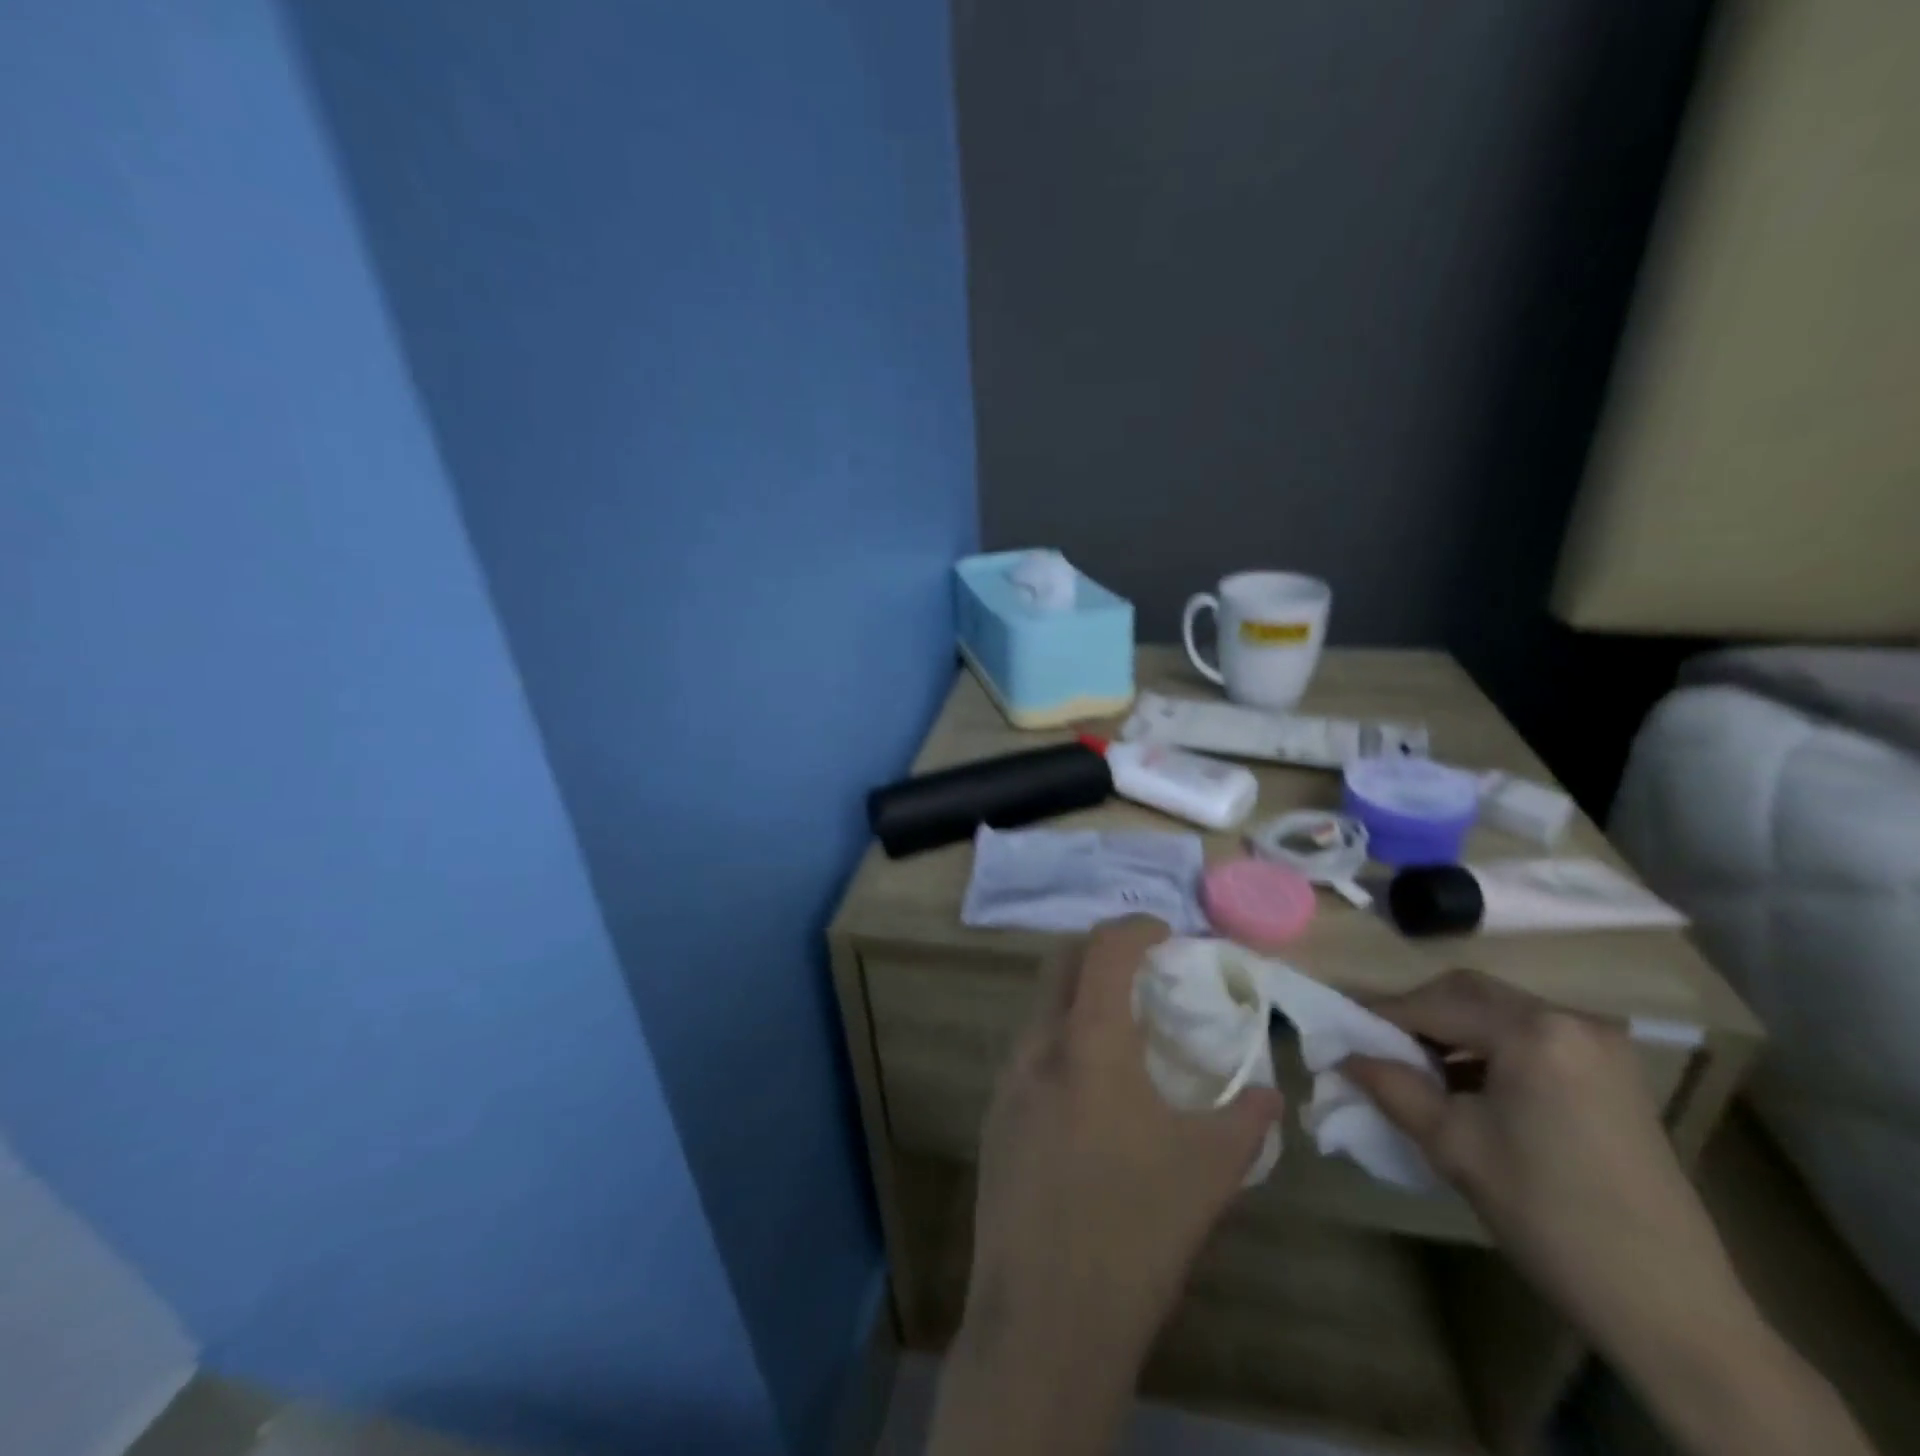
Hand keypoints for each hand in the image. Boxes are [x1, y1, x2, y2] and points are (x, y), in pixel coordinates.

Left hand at [929, 916, 1279, 1455]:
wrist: (1045, 1317)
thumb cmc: (1136, 1231)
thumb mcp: (1209, 1173)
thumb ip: (1246, 1119)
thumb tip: (1270, 1091)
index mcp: (1089, 1043)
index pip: (1104, 949)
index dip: (1136, 927)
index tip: (1166, 934)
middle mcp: (1038, 1046)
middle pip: (1061, 962)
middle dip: (1101, 951)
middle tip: (1143, 974)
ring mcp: (1008, 1080)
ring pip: (1041, 1007)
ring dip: (1080, 1000)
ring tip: (1124, 1036)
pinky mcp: (994, 1116)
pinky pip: (1029, 1053)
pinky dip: (1062, 1042)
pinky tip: (1091, 1094)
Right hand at [1342, 970, 1871, 1455]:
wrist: (1673, 1308)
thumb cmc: (1549, 1216)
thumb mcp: (1453, 1147)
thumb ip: (1391, 1086)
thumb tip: (1341, 1055)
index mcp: (1533, 1031)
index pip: (1434, 1003)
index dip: (1380, 1015)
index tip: (1341, 1032)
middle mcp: (1571, 1020)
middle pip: (1469, 993)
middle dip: (1417, 1015)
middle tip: (1377, 1047)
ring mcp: (1601, 1046)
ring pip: (1500, 1013)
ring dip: (1453, 1030)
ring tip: (1419, 1070)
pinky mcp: (1614, 1074)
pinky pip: (1532, 1038)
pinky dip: (1489, 1049)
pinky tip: (1470, 1086)